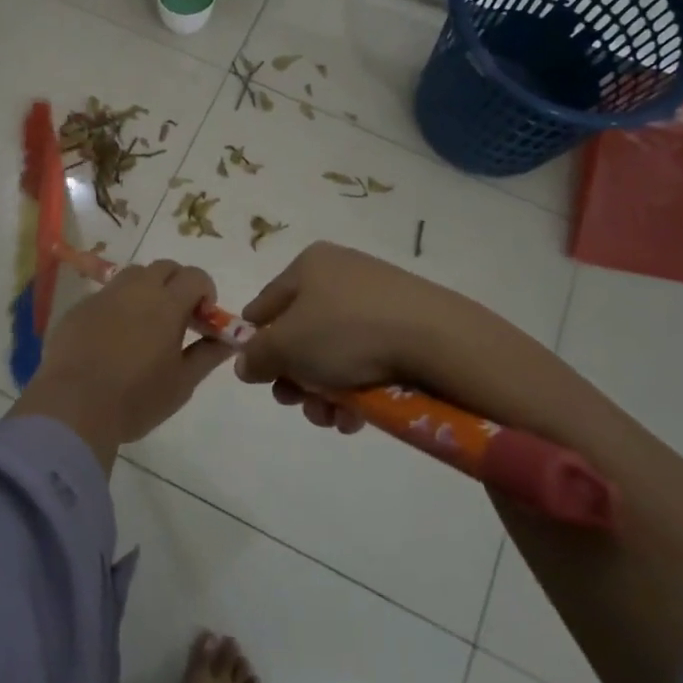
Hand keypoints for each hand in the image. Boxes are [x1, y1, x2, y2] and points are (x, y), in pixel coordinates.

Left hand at [10, 259, 233, 469]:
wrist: (72, 407)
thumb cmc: (135, 398)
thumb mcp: (182, 383)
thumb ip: (208, 355)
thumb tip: (229, 340)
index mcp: (167, 303)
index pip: (196, 276)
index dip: (205, 292)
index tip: (202, 320)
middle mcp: (136, 289)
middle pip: (164, 268)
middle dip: (177, 285)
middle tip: (177, 319)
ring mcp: (104, 295)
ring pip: (133, 276)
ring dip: (147, 290)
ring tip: (145, 325)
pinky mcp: (79, 307)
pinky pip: (106, 295)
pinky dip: (118, 306)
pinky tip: (112, 339)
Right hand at [237, 242, 479, 433]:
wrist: (437, 339)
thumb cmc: (347, 331)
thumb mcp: (286, 345)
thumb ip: (257, 355)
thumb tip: (245, 364)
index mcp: (309, 265)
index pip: (265, 304)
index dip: (256, 341)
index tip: (259, 377)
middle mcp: (341, 274)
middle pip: (300, 333)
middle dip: (295, 377)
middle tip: (297, 402)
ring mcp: (377, 300)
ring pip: (333, 353)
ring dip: (324, 391)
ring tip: (332, 417)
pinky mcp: (406, 326)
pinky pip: (366, 358)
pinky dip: (356, 389)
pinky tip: (358, 417)